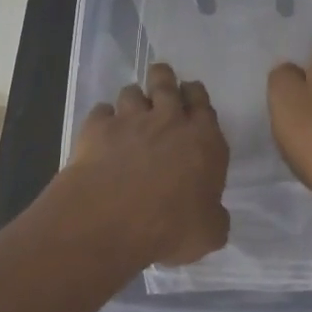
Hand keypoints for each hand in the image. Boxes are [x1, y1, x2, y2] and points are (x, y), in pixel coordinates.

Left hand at [65, 63, 230, 266]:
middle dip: (164, 78)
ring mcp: (130, 120)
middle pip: (166, 82)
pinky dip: (103, 119)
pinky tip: (101, 132)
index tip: (190, 97)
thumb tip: (211, 213)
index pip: (203, 103)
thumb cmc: (171, 229)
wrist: (111, 222)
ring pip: (132, 92)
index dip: (196, 96)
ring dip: (133, 99)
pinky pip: (101, 111)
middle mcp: (169, 121)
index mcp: (204, 140)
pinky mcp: (97, 128)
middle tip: (161, 84)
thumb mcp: (210, 233)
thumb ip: (214, 216)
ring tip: (130, 112)